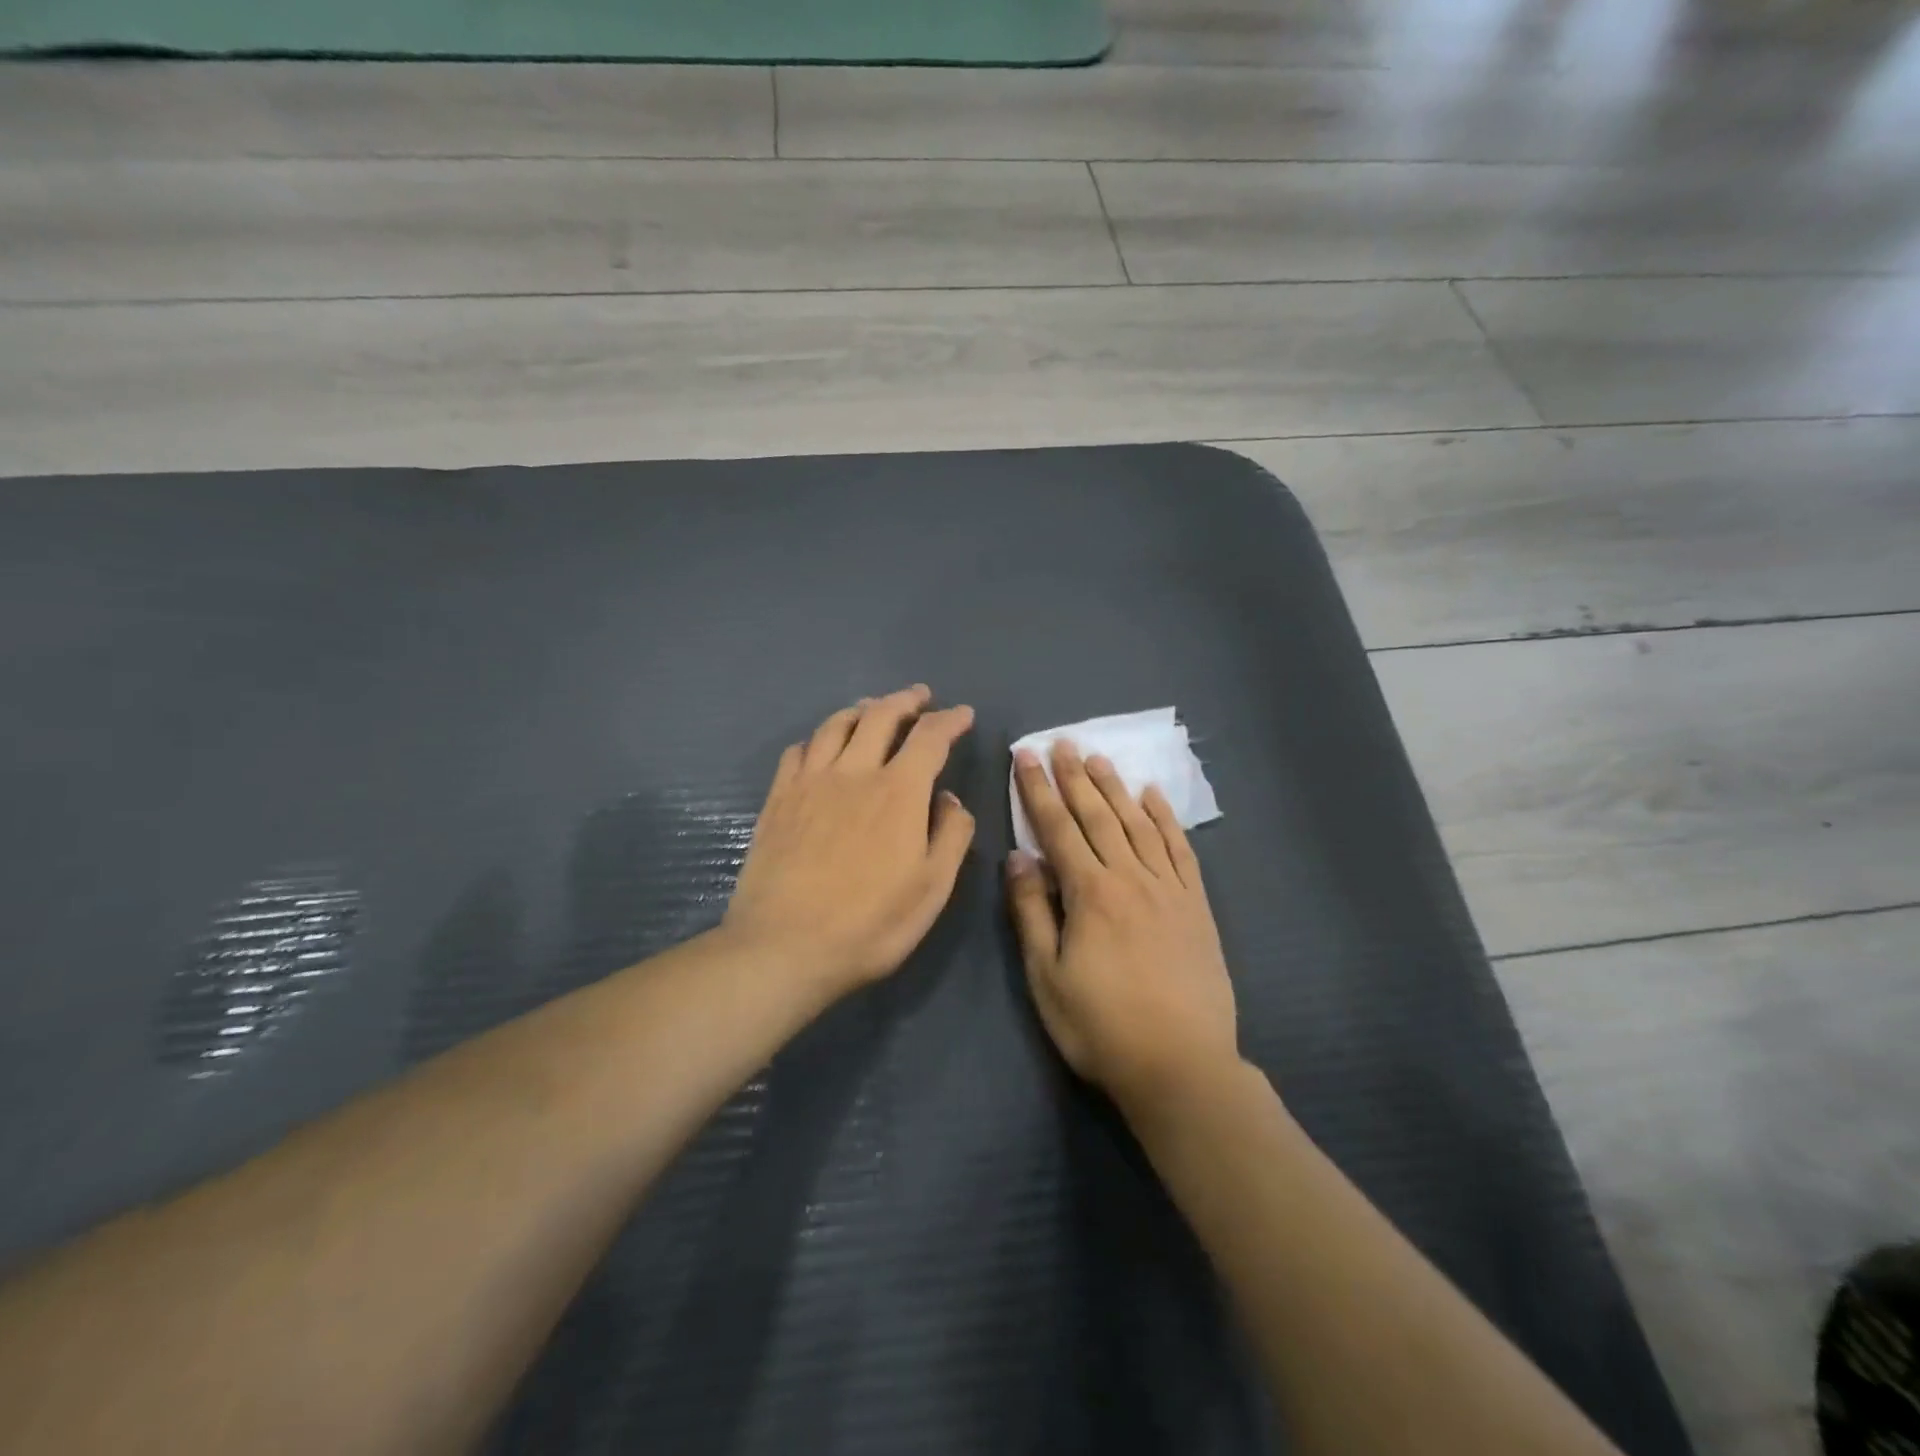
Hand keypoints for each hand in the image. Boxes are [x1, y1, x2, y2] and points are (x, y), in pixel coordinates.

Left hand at [724, 685, 975, 999]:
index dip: (950, 720)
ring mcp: (809, 782)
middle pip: (880, 715)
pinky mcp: (777, 799)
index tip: (963, 714)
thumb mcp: (932, 888)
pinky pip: (798, 750)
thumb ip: (951, 836)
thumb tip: (951, 799)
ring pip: (836, 725)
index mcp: (898, 792)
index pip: (930, 737)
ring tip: (873, 708)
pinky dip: (818, 738)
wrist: (784, 947)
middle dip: (906, 700)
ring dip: (861, 709)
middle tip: (920, 697)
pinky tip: (821, 747)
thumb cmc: (869, 924)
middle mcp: (853, 772)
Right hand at [1007, 741, 1238, 1111]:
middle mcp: (1131, 878)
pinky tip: (1155, 796)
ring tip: (1100, 758)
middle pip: (1098, 816)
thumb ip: (1031, 912)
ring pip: (1138, 824)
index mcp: (1090, 893)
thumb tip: (1018, 856)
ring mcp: (1169, 889)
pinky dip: (1167, 818)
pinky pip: (1180, 849)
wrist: (1182, 1065)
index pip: (1058, 828)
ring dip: (1116, 788)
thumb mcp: (1047, 976)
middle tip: (1063, 742)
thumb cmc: (1101, 1027)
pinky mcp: (1196, 905)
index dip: (1039, 790)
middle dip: (1076, 777)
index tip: (1027, 757)